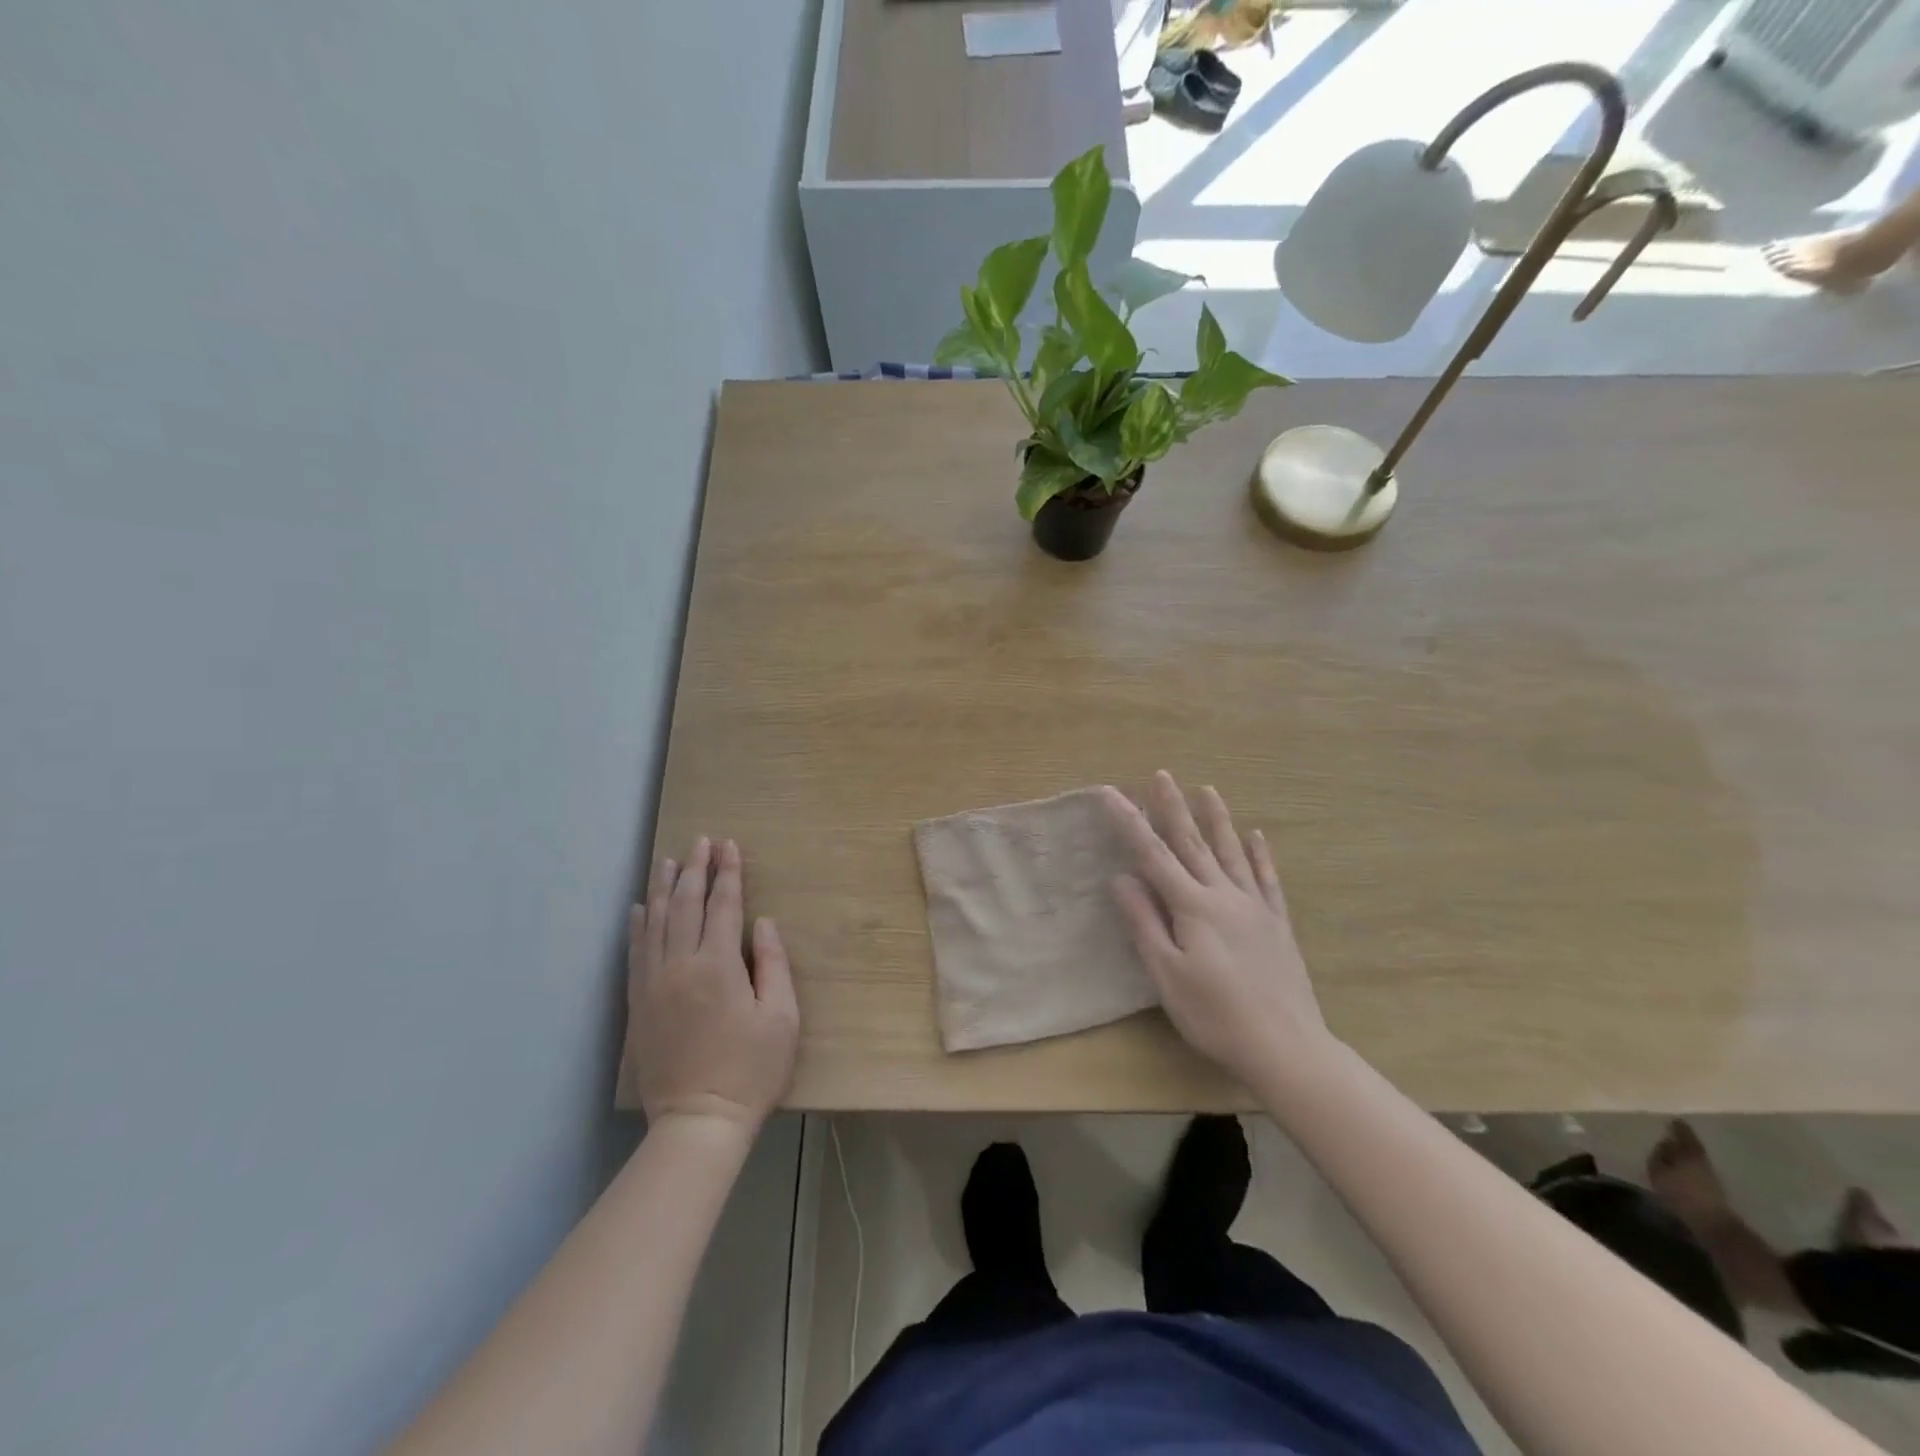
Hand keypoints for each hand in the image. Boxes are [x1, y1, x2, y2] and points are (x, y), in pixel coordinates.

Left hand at [628, 837, 798, 1131]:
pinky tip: (641, 908)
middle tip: (702, 841)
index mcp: (719, 965)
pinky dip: (638, 925)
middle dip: (696, 869)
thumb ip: (773, 964)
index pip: (723, 905)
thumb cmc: (751, 1069)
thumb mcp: (782, 1018)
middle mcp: (681, 965)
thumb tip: (762, 923)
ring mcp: (655, 984)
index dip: (728, 873)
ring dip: (664, 888)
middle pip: (686, 905)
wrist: (698, 1121)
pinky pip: (635, 952)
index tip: (730, 846)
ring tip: (669, 861)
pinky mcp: (639, 1004)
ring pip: (656, 922)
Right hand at [1102, 772, 1331, 1084]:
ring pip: (1232, 852)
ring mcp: (1255, 907)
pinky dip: (1260, 855)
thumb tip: (1122, 877)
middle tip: (1161, 774)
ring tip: (1208, 789)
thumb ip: (1144, 922)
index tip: (1111, 793)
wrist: (1286, 1048)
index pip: (1153, 855)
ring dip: (1217, 819)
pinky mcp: (1277, 923)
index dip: (1129, 822)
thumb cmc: (1215, 1015)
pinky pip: (1267, 879)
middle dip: (1173, 807)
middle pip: (1193, 843)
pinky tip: (1257, 836)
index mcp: (1193, 907)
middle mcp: (1224, 895)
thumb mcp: (1167, 974)